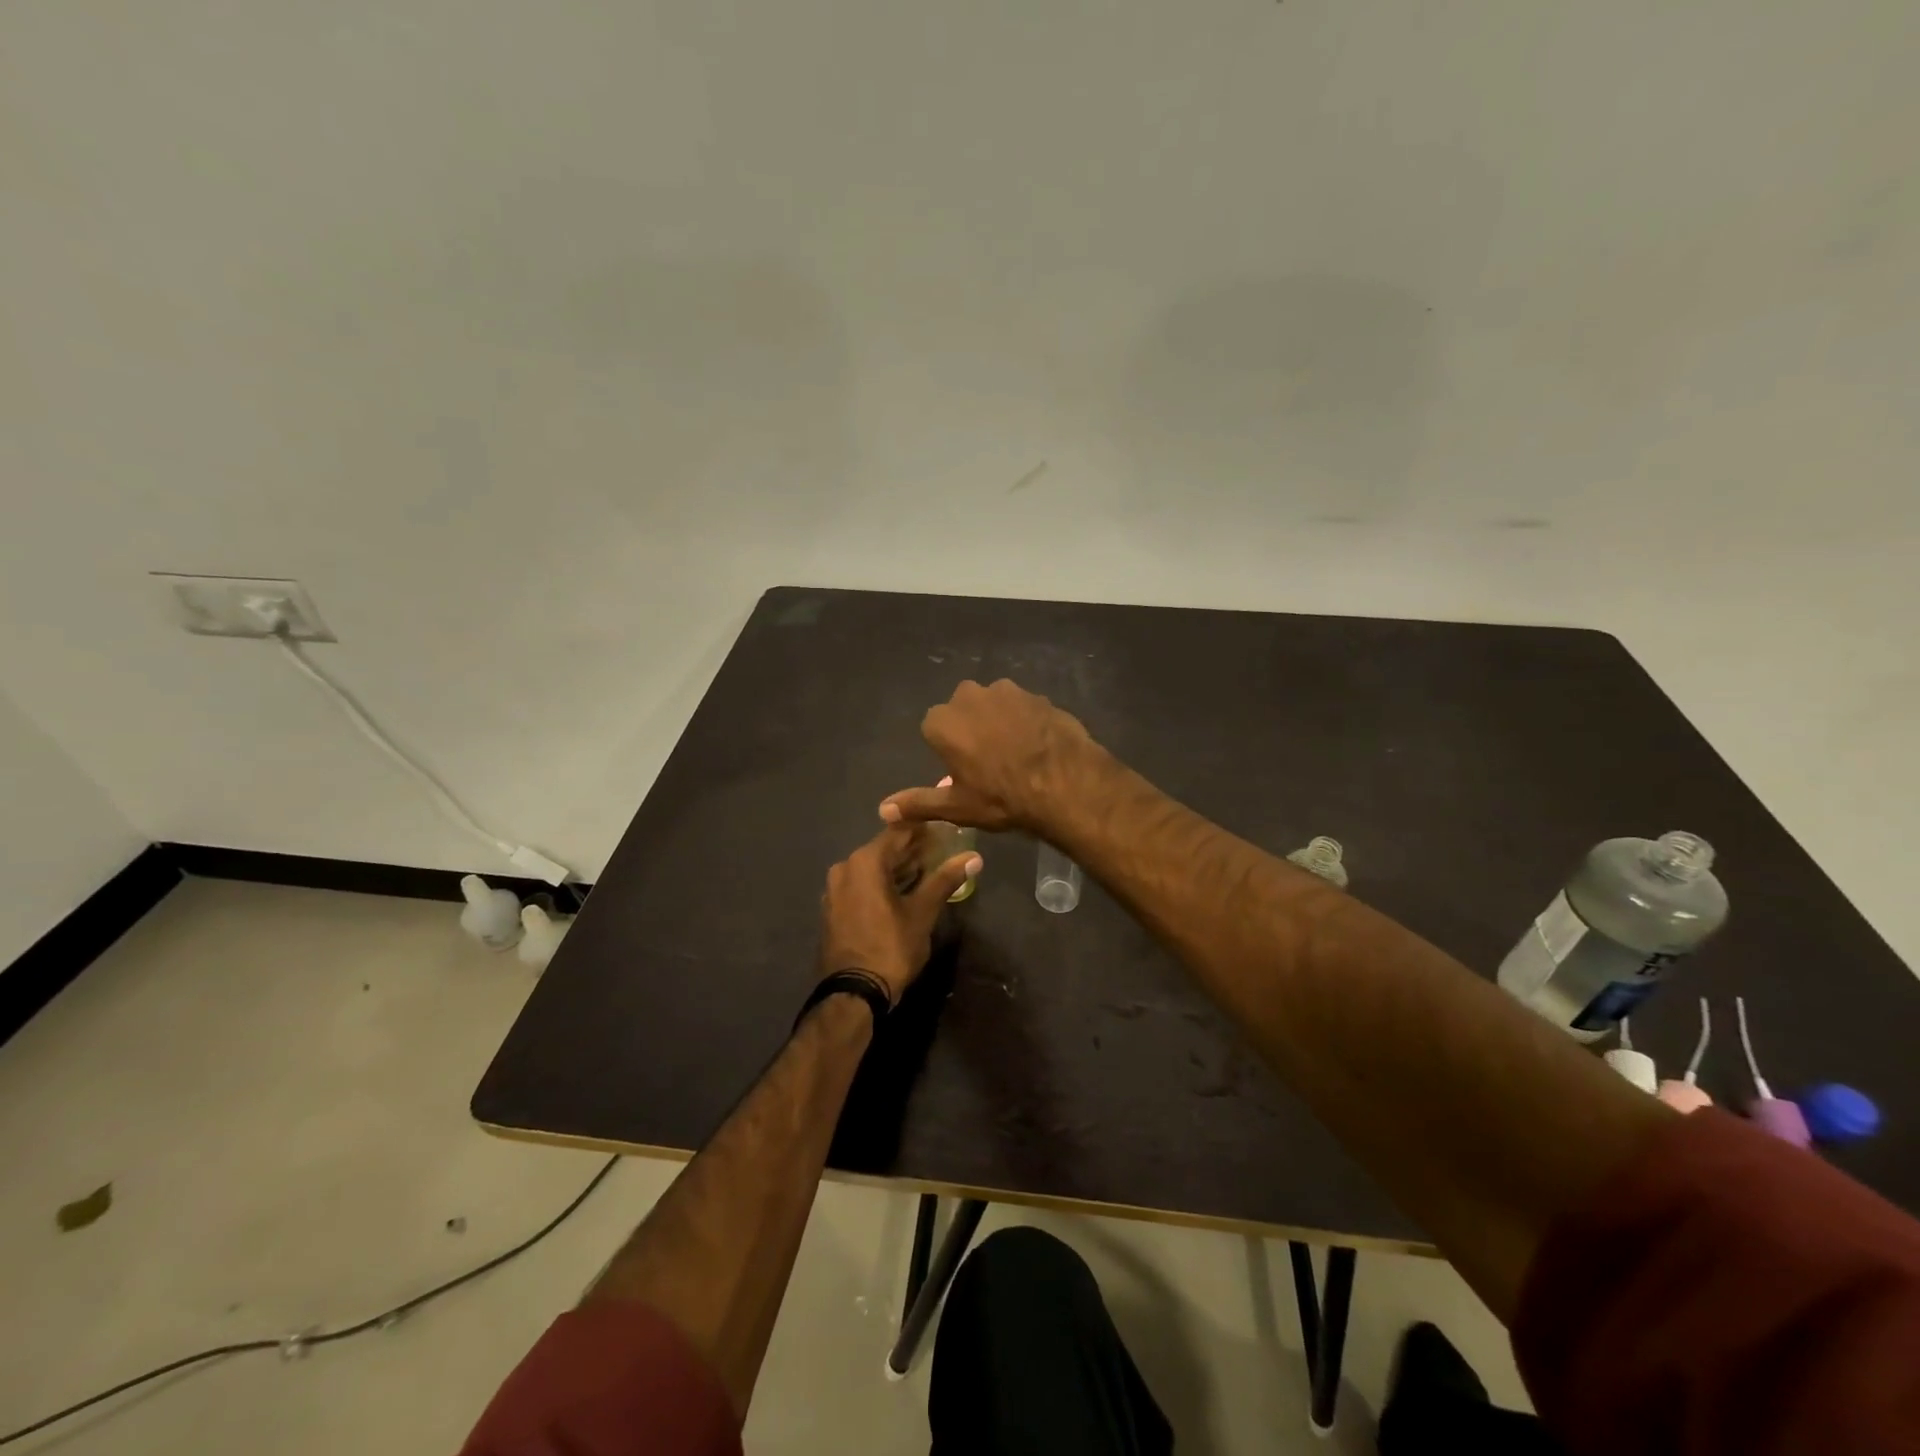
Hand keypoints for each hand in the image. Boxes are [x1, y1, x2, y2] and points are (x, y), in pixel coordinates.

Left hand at [818, 825, 981, 1005]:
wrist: (853, 993)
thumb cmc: (891, 947)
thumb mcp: (923, 912)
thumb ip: (945, 880)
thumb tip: (974, 858)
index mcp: (865, 862)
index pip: (898, 832)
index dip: (924, 830)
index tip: (946, 830)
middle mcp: (845, 868)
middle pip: (884, 850)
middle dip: (912, 850)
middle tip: (942, 851)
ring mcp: (835, 889)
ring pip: (872, 869)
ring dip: (898, 869)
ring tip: (928, 871)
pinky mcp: (834, 909)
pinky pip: (861, 886)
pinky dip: (882, 884)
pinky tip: (903, 892)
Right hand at [878, 679, 1101, 835]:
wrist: (1065, 785)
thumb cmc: (1002, 798)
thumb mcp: (956, 807)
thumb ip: (918, 803)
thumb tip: (883, 810)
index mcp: (943, 721)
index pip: (934, 729)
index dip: (949, 751)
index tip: (964, 771)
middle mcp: (970, 696)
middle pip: (963, 710)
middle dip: (971, 729)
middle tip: (989, 763)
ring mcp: (1008, 691)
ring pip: (994, 705)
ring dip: (999, 721)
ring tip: (1016, 754)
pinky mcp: (1038, 695)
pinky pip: (1023, 708)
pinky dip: (1026, 722)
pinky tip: (1038, 746)